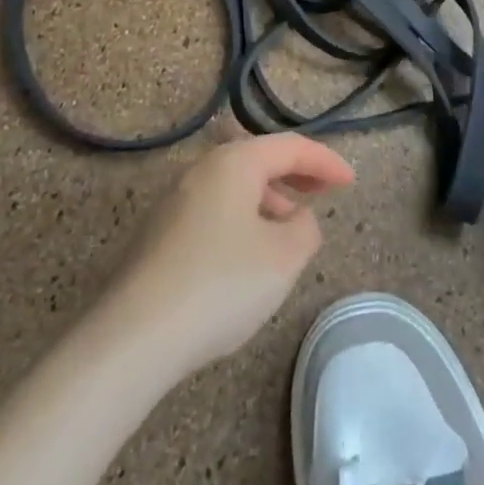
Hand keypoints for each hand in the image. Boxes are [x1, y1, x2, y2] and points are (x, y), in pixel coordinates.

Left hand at [101, 134, 354, 374]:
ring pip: (234, 185)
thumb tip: (297, 217)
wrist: (133, 338)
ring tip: (289, 227)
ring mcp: (175, 200)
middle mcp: (202, 169)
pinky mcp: (159, 233)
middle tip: (323, 192)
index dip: (326, 161)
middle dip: (295, 173)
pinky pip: (214, 209)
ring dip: (268, 198)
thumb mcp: (283, 258)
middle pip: (258, 159)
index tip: (351, 182)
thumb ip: (306, 229)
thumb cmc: (220, 285)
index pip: (290, 146)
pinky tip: (248, 254)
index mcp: (234, 163)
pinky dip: (242, 216)